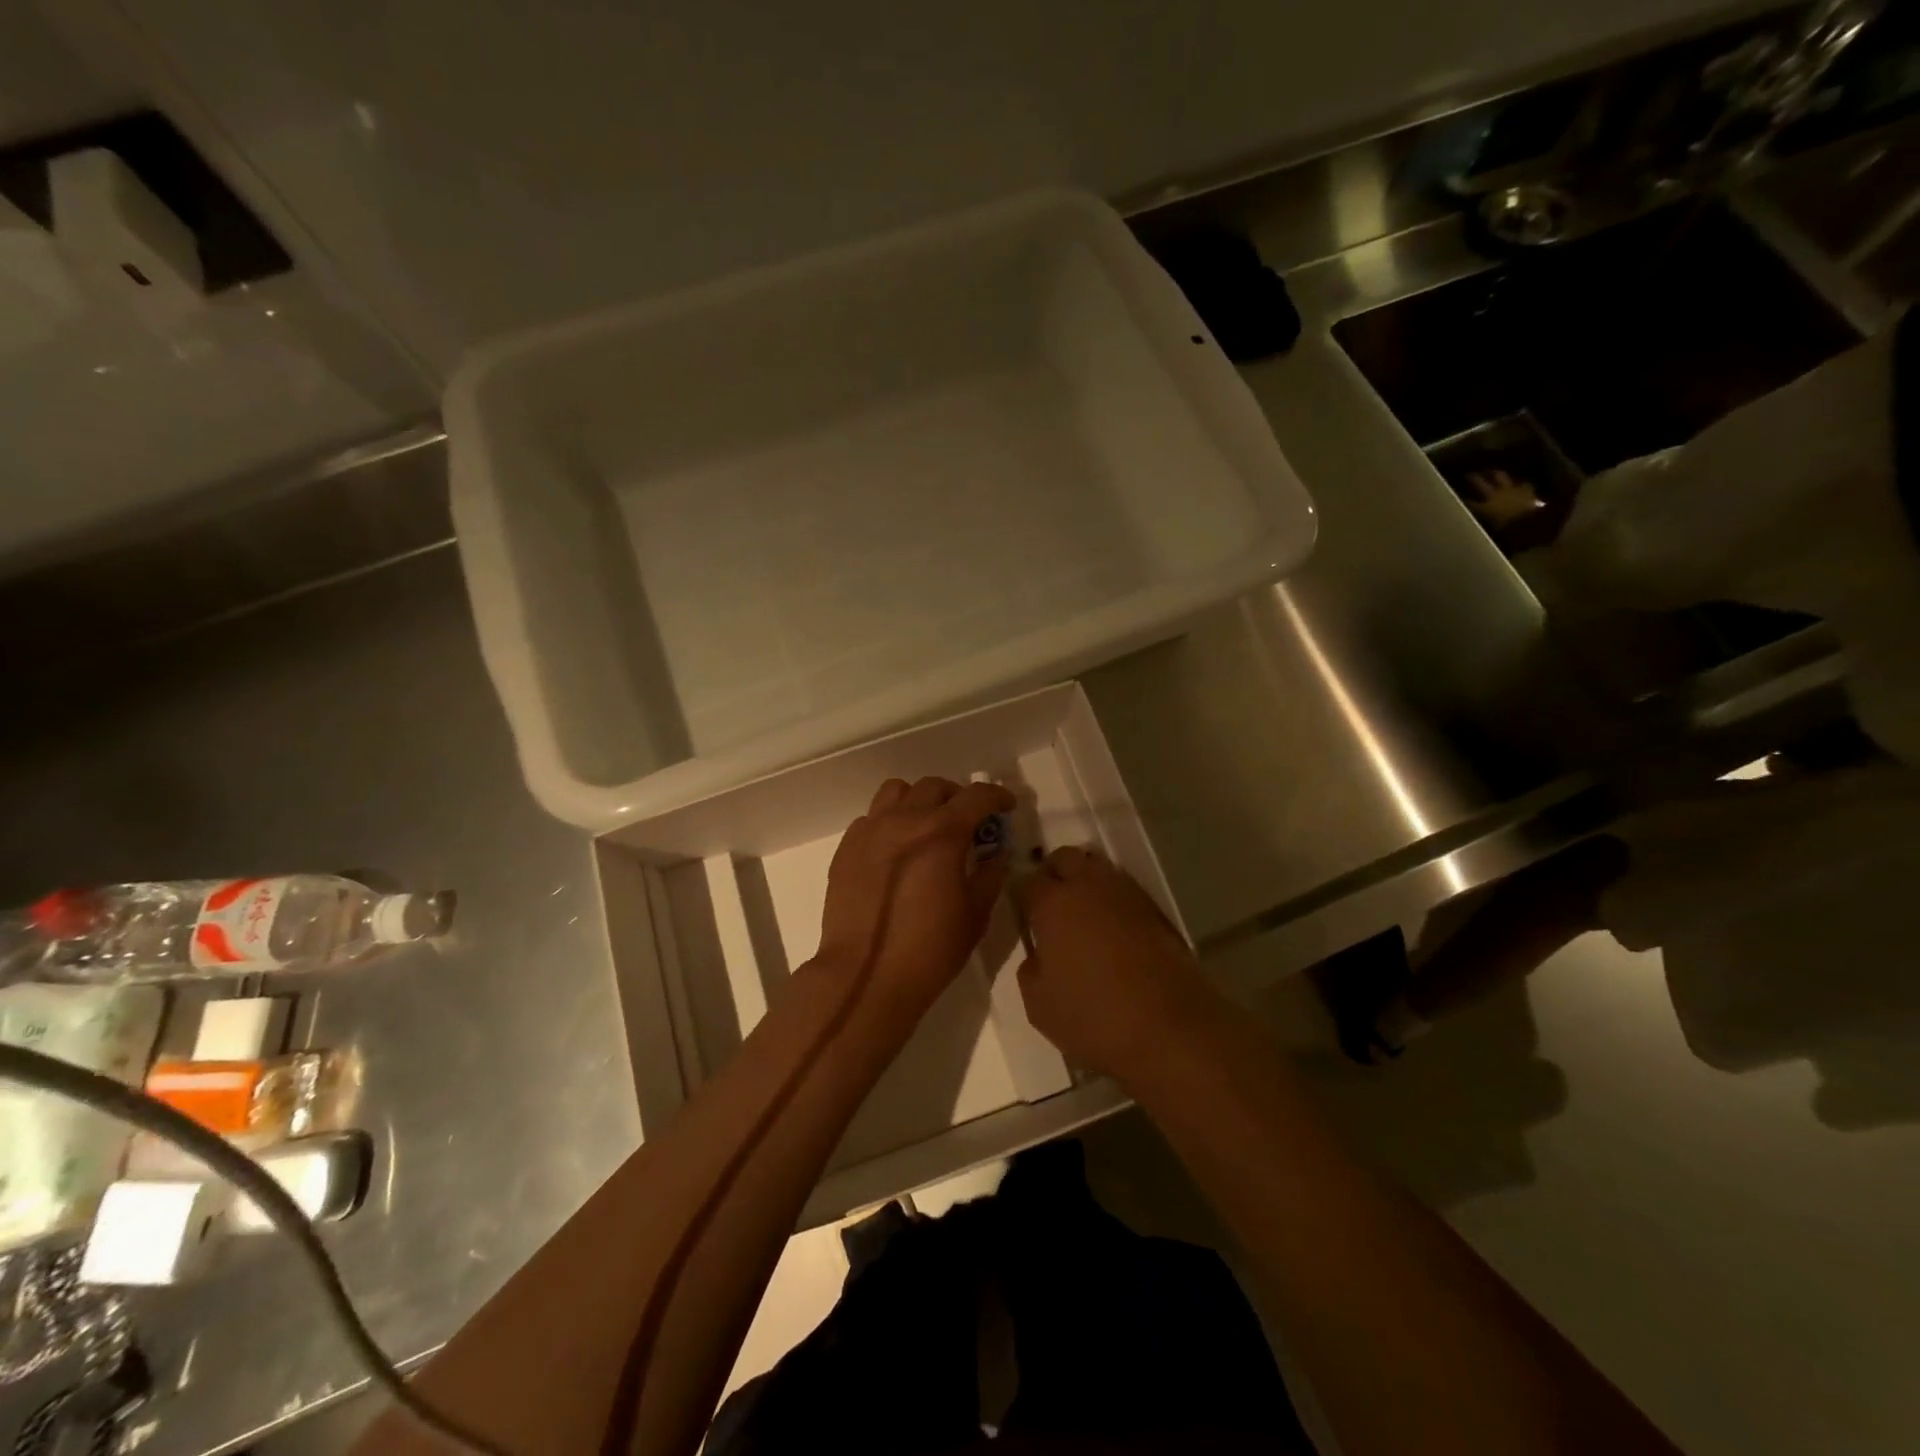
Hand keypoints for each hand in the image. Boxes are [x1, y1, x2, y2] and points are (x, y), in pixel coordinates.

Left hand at [816, 776, 1014, 1015]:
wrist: (866, 976)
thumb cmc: (930, 949)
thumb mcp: (975, 914)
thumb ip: (991, 874)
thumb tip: (997, 853)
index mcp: (941, 832)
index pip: (976, 796)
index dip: (997, 796)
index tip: (1006, 806)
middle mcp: (904, 820)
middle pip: (934, 787)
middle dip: (957, 797)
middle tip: (968, 821)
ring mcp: (870, 831)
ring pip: (896, 792)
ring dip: (919, 800)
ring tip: (927, 826)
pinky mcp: (847, 849)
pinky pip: (871, 818)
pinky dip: (889, 822)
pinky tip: (896, 850)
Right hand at [1015, 847, 1214, 1081]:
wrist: (1170, 1029)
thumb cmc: (1093, 1017)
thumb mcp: (1039, 1004)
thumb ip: (1030, 969)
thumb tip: (1038, 954)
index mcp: (1053, 904)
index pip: (1026, 881)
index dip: (1020, 896)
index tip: (1022, 914)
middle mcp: (1088, 887)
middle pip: (1064, 858)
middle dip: (1053, 873)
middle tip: (1049, 904)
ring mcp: (1126, 894)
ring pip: (1097, 869)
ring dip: (1085, 883)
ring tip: (1082, 916)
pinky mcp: (1155, 910)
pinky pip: (1123, 891)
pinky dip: (1112, 901)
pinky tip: (1111, 930)